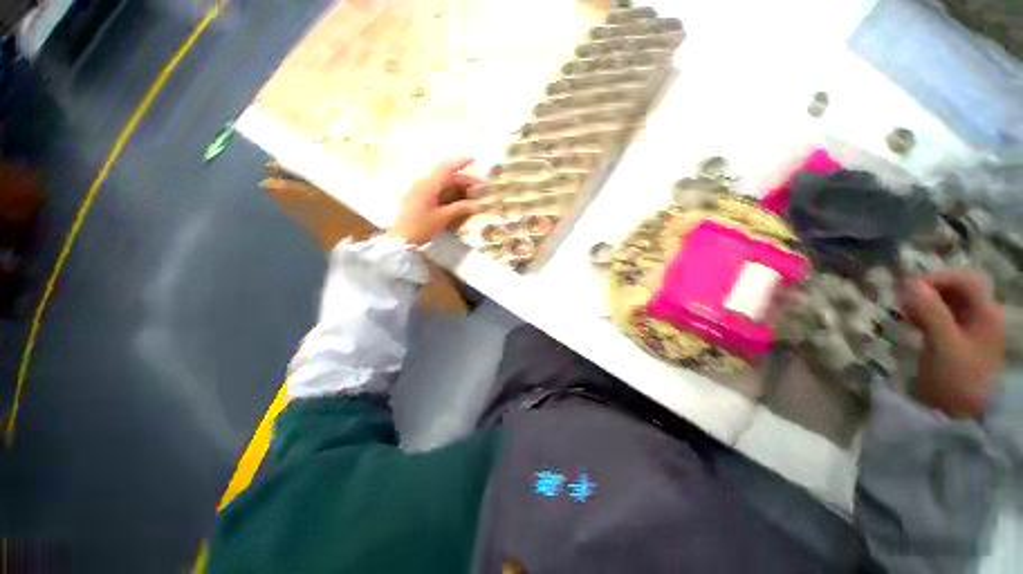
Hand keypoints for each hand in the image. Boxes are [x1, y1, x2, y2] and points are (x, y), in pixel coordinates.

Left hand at [387, 158, 481, 245]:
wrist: (401, 239)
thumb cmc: (421, 227)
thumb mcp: (443, 218)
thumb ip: (460, 208)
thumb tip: (477, 204)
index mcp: (427, 185)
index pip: (445, 168)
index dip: (460, 162)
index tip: (473, 159)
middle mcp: (422, 184)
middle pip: (445, 177)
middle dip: (462, 180)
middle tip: (478, 188)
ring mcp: (418, 191)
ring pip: (440, 184)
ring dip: (456, 187)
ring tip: (470, 195)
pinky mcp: (417, 199)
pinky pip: (435, 190)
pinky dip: (448, 193)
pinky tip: (456, 200)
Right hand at [902, 270, 1005, 418]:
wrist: (964, 414)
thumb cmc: (958, 377)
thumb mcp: (943, 344)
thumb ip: (930, 312)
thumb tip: (909, 283)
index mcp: (986, 313)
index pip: (966, 280)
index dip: (939, 278)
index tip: (910, 288)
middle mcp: (982, 316)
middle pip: (957, 290)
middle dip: (929, 291)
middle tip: (904, 302)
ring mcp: (971, 329)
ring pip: (948, 303)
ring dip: (925, 303)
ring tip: (905, 314)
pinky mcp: (958, 340)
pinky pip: (943, 317)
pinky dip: (926, 315)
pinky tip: (913, 324)